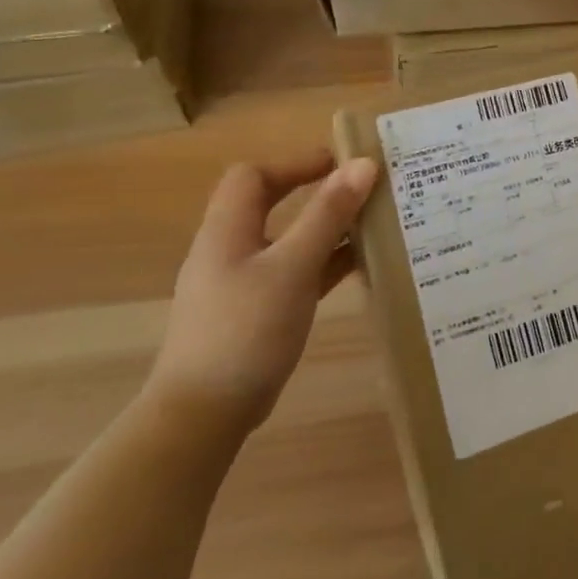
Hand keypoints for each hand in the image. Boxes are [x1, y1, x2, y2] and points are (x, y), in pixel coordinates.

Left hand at [145, 153, 378, 439]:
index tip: (341, 163)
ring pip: (288, 240)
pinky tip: (360, 268)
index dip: (295, 163)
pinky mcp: (256, 314)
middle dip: (316, 193)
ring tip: (373, 225)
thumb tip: (362, 164)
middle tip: (362, 190)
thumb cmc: (246, 330)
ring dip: (327, 229)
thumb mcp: (293, 266)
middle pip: (271, 204)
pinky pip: (295, 273)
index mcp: (228, 230)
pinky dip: (325, 264)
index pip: (253, 176)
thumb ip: (328, 214)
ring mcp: (242, 285)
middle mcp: (231, 250)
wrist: (204, 415)